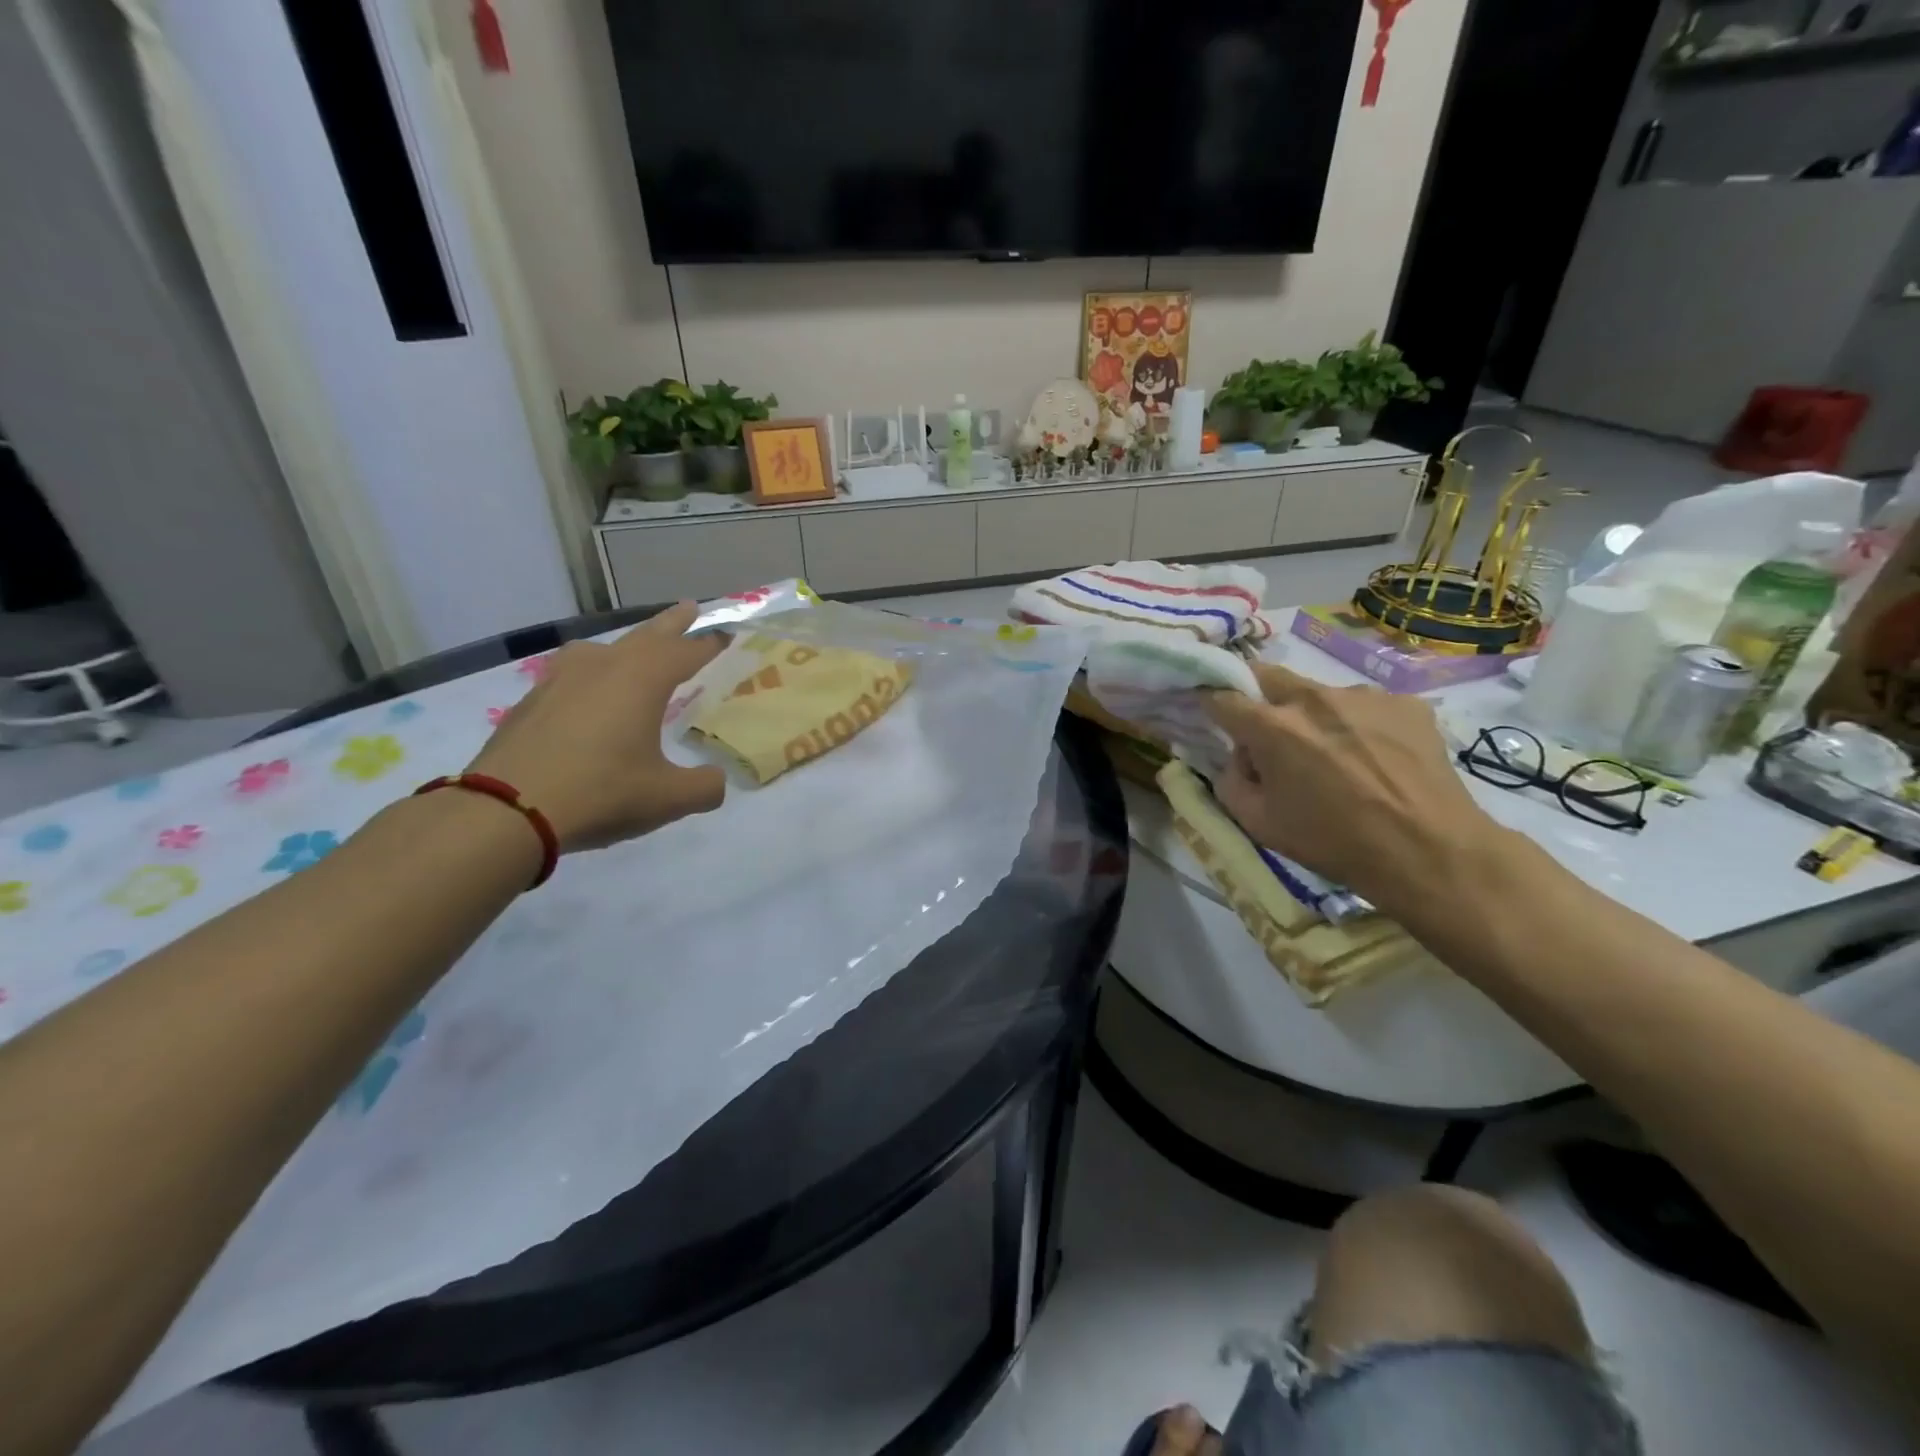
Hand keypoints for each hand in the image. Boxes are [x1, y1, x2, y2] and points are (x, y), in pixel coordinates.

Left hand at [467, 602, 726, 852]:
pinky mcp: (532, 701)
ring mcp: (561, 680)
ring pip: (601, 649)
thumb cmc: (601, 793)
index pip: (686, 651)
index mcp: (642, 680)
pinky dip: (591, 674)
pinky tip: (587, 695)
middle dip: (671, 623)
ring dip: (625, 645)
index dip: (709, 643)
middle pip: (645, 636)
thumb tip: (716, 781)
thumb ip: (704, 787)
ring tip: (633, 651)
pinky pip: (572, 674)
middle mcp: (603, 668)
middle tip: (689, 608)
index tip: (727, 634)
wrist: (506, 810)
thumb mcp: (668, 798)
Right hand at [1205, 663, 1496, 912]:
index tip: (1210, 715)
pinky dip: (1359, 725)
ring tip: (1336, 755)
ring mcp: (1364, 696)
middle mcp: (1314, 698)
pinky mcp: (1406, 703)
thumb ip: (1231, 781)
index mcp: (1272, 727)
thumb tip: (1240, 757)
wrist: (1430, 852)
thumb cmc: (1333, 843)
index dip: (1209, 704)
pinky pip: (1366, 706)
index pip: (1222, 697)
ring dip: (1313, 715)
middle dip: (1257, 696)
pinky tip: (1377, 759)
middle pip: (1267, 675)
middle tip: (1268, 732)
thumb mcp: (1258, 824)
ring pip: (1320, 693)